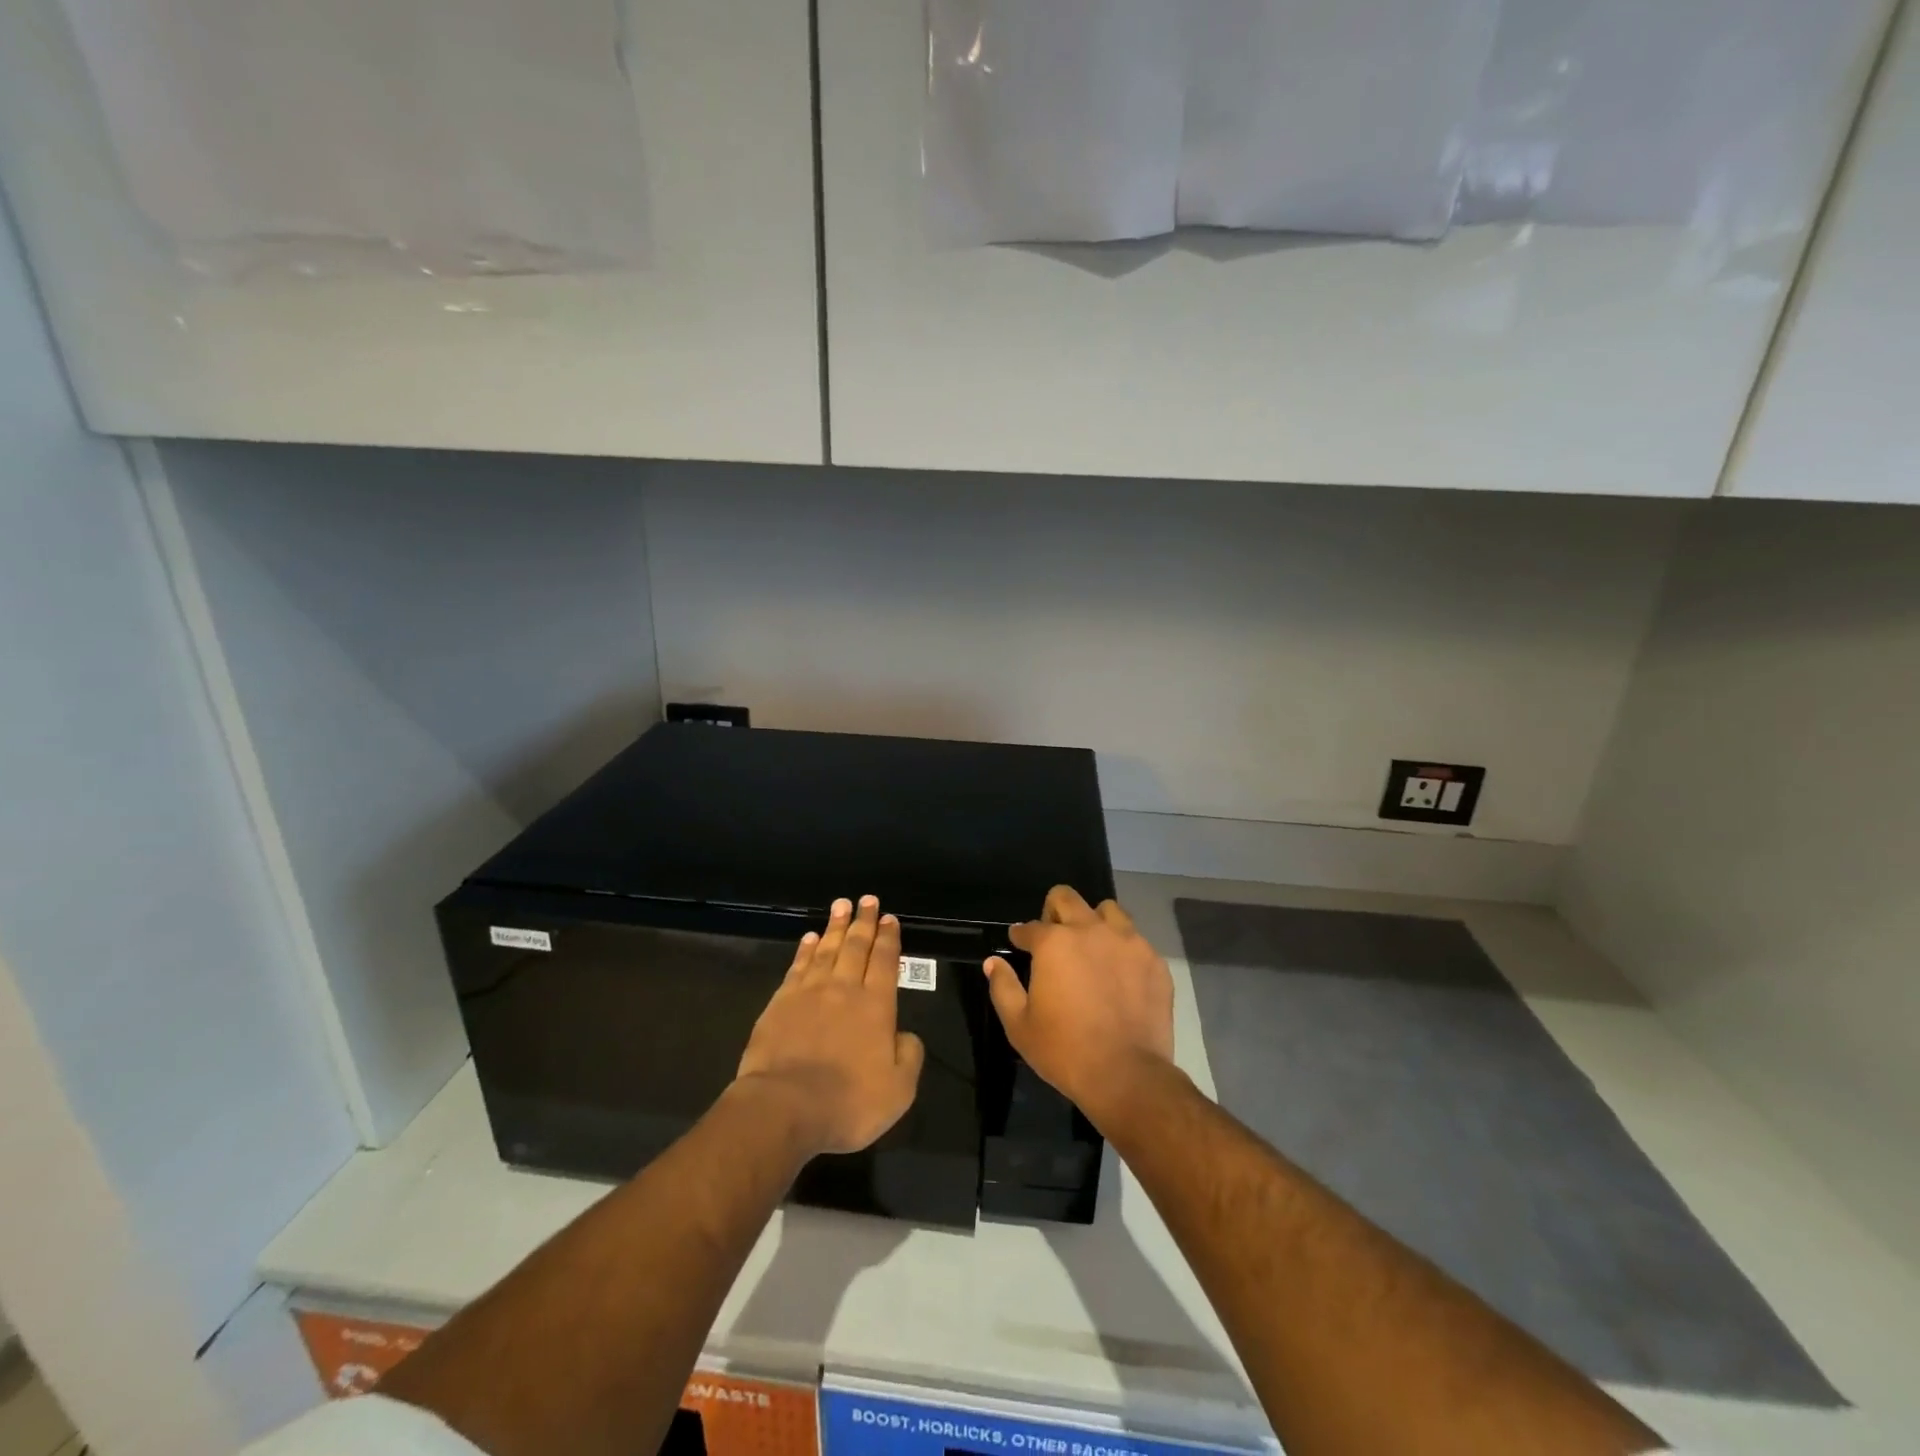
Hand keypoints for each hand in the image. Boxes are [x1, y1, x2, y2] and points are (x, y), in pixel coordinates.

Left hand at [736, 896, 924, 1155]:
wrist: (784, 1107)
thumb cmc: (848, 1102)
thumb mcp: (899, 1090)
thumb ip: (909, 1056)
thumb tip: (906, 1034)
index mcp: (877, 1006)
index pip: (886, 962)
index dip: (889, 938)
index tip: (889, 918)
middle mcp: (845, 989)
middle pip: (857, 946)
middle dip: (864, 921)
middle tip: (867, 900)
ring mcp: (810, 992)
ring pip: (827, 949)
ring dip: (836, 926)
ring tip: (841, 905)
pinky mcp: (781, 1002)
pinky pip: (798, 966)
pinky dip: (806, 949)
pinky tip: (810, 937)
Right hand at [982, 886, 1175, 1127]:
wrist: (1127, 1075)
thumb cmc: (1065, 1050)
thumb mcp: (1019, 1025)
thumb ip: (1003, 987)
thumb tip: (993, 963)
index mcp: (1054, 943)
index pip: (1029, 927)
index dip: (1020, 935)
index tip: (1019, 943)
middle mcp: (1090, 930)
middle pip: (1066, 898)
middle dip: (1054, 911)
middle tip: (1054, 938)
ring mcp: (1127, 942)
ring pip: (1107, 910)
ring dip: (1094, 921)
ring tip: (1091, 948)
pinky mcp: (1153, 960)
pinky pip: (1135, 939)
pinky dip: (1122, 948)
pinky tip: (1119, 973)